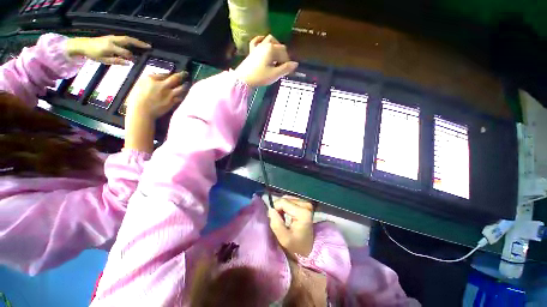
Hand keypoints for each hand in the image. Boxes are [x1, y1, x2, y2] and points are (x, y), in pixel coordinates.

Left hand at [66, 35, 150, 64]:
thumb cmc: (92, 54)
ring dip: (136, 41)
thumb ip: (116, 61)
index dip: (131, 58)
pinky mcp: (112, 37)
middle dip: (139, 43)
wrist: (82, 45)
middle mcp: (112, 40)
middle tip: (149, 47)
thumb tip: (128, 63)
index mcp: (110, 47)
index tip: (136, 62)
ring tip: (145, 45)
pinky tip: (135, 44)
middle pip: (128, 40)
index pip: (125, 53)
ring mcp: (112, 37)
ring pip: (127, 38)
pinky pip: (124, 38)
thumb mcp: (103, 60)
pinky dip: (131, 41)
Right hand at [125, 71, 188, 119]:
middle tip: (186, 73)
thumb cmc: (136, 98)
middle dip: (182, 75)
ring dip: (185, 85)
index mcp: (152, 79)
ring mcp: (169, 94)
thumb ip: (148, 79)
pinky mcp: (173, 102)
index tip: (173, 74)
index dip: (169, 74)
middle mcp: (163, 85)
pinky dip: (181, 95)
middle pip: (175, 78)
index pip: (164, 74)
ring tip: (187, 83)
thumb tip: (155, 75)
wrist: (142, 111)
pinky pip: (180, 97)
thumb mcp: (138, 84)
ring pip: (181, 88)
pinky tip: (183, 94)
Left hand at [234, 34, 297, 86]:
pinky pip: (258, 41)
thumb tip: (296, 64)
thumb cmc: (260, 77)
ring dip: (276, 46)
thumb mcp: (275, 74)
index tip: (286, 72)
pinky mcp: (252, 50)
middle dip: (283, 56)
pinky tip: (264, 43)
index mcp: (272, 49)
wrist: (243, 79)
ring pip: (270, 40)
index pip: (284, 54)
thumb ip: (286, 69)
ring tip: (277, 57)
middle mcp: (266, 44)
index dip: (287, 63)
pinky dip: (262, 41)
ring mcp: (258, 46)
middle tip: (282, 68)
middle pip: (279, 46)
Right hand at [269, 195, 313, 256]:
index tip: (273, 218)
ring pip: (287, 198)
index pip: (283, 202)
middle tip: (277, 219)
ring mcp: (306, 203)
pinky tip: (286, 214)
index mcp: (302, 212)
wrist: (309, 247)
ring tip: (282, 217)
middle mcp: (306, 205)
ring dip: (281, 207)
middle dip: (278, 207)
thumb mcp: (284, 239)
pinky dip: (286, 206)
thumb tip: (270, 209)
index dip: (275, 208)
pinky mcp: (305, 203)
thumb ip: (276, 224)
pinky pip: (291, 200)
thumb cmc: (297, 245)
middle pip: (285, 199)